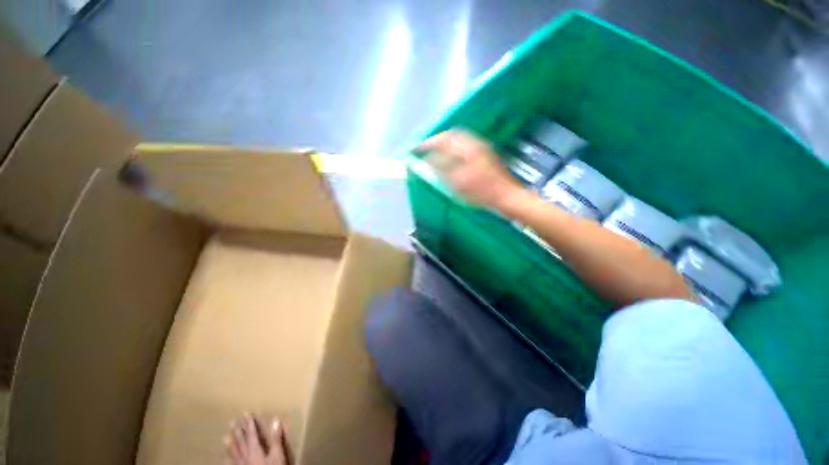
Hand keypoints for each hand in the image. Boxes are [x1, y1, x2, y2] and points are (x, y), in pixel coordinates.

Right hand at [419, 130, 524, 210]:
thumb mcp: (458, 184)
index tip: (417, 149)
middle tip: (426, 149)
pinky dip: (454, 150)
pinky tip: (451, 160)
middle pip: (452, 135)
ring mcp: (482, 149)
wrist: (507, 196)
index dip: (428, 144)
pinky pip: (465, 146)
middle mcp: (475, 144)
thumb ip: (441, 171)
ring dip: (446, 144)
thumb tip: (427, 162)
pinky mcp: (485, 156)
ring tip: (436, 154)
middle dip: (437, 141)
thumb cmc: (483, 193)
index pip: (443, 140)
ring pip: (459, 140)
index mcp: (468, 149)